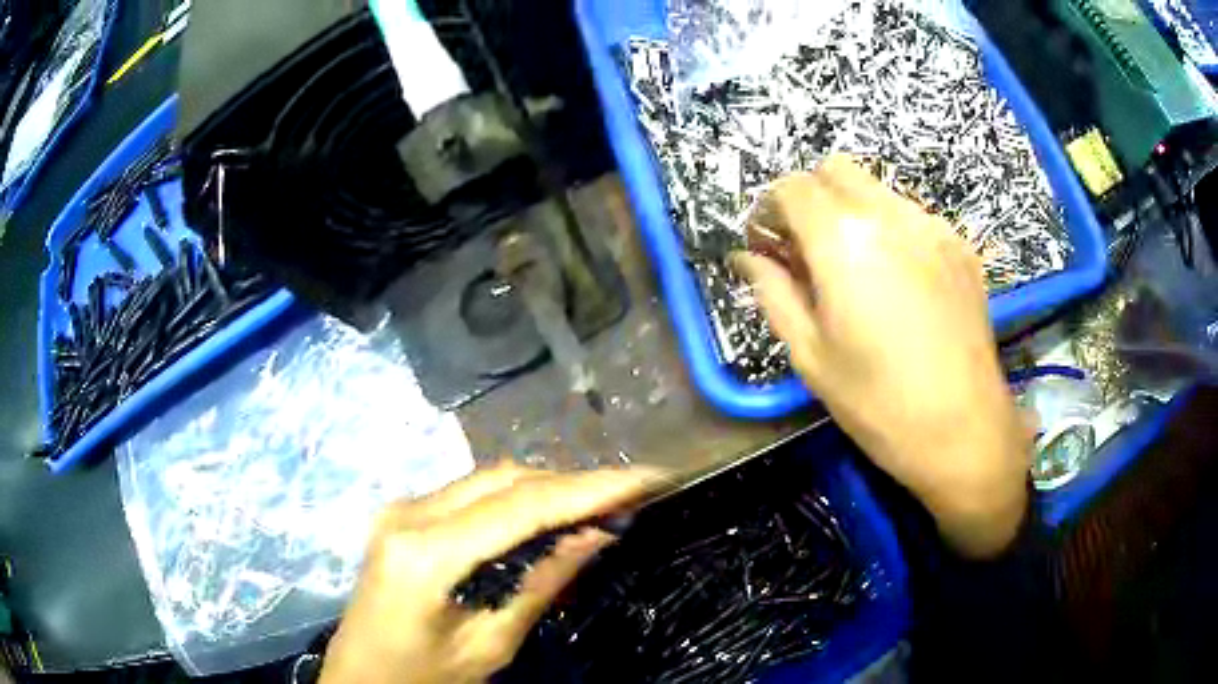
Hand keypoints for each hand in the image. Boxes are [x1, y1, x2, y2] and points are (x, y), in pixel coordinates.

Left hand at [320, 463, 659, 683]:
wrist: (359, 677)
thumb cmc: (422, 677)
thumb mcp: (489, 645)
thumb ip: (541, 585)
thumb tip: (597, 535)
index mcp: (426, 552)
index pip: (523, 505)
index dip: (590, 488)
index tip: (647, 477)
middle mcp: (410, 513)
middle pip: (506, 480)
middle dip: (574, 484)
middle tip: (630, 494)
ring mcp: (402, 508)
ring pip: (491, 480)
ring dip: (548, 489)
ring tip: (600, 503)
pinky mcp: (403, 515)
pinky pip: (472, 494)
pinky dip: (517, 500)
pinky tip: (549, 516)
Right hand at [736, 155, 1031, 557]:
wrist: (965, 431)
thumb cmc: (879, 404)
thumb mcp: (811, 355)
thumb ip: (773, 293)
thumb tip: (747, 258)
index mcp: (844, 240)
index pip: (792, 188)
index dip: (769, 210)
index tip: (767, 245)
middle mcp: (889, 215)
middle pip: (835, 170)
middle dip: (809, 198)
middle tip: (806, 249)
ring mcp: (932, 226)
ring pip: (877, 189)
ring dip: (851, 211)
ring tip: (855, 268)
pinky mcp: (960, 245)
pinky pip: (912, 215)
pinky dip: (890, 230)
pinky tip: (898, 281)